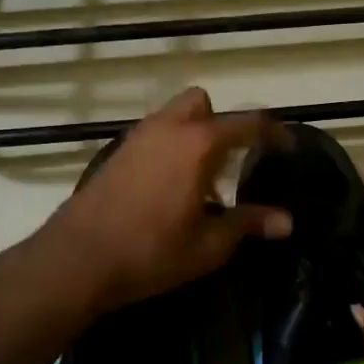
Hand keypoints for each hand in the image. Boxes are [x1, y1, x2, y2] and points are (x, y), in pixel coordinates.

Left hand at [36, 87, 292, 313]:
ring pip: (174, 116)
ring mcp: (137, 137)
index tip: (287, 148)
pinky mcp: (117, 153)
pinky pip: (154, 134)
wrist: (76, 259)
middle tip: (231, 160)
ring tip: (202, 179)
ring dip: (194, 133)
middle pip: (203, 103)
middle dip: (222, 122)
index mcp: (198, 144)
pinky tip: (169, 187)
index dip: (274, 133)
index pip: (248, 123)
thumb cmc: (150, 251)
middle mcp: (168, 128)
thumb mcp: (208, 245)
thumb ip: (249, 223)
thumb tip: (287, 221)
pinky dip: (170, 146)